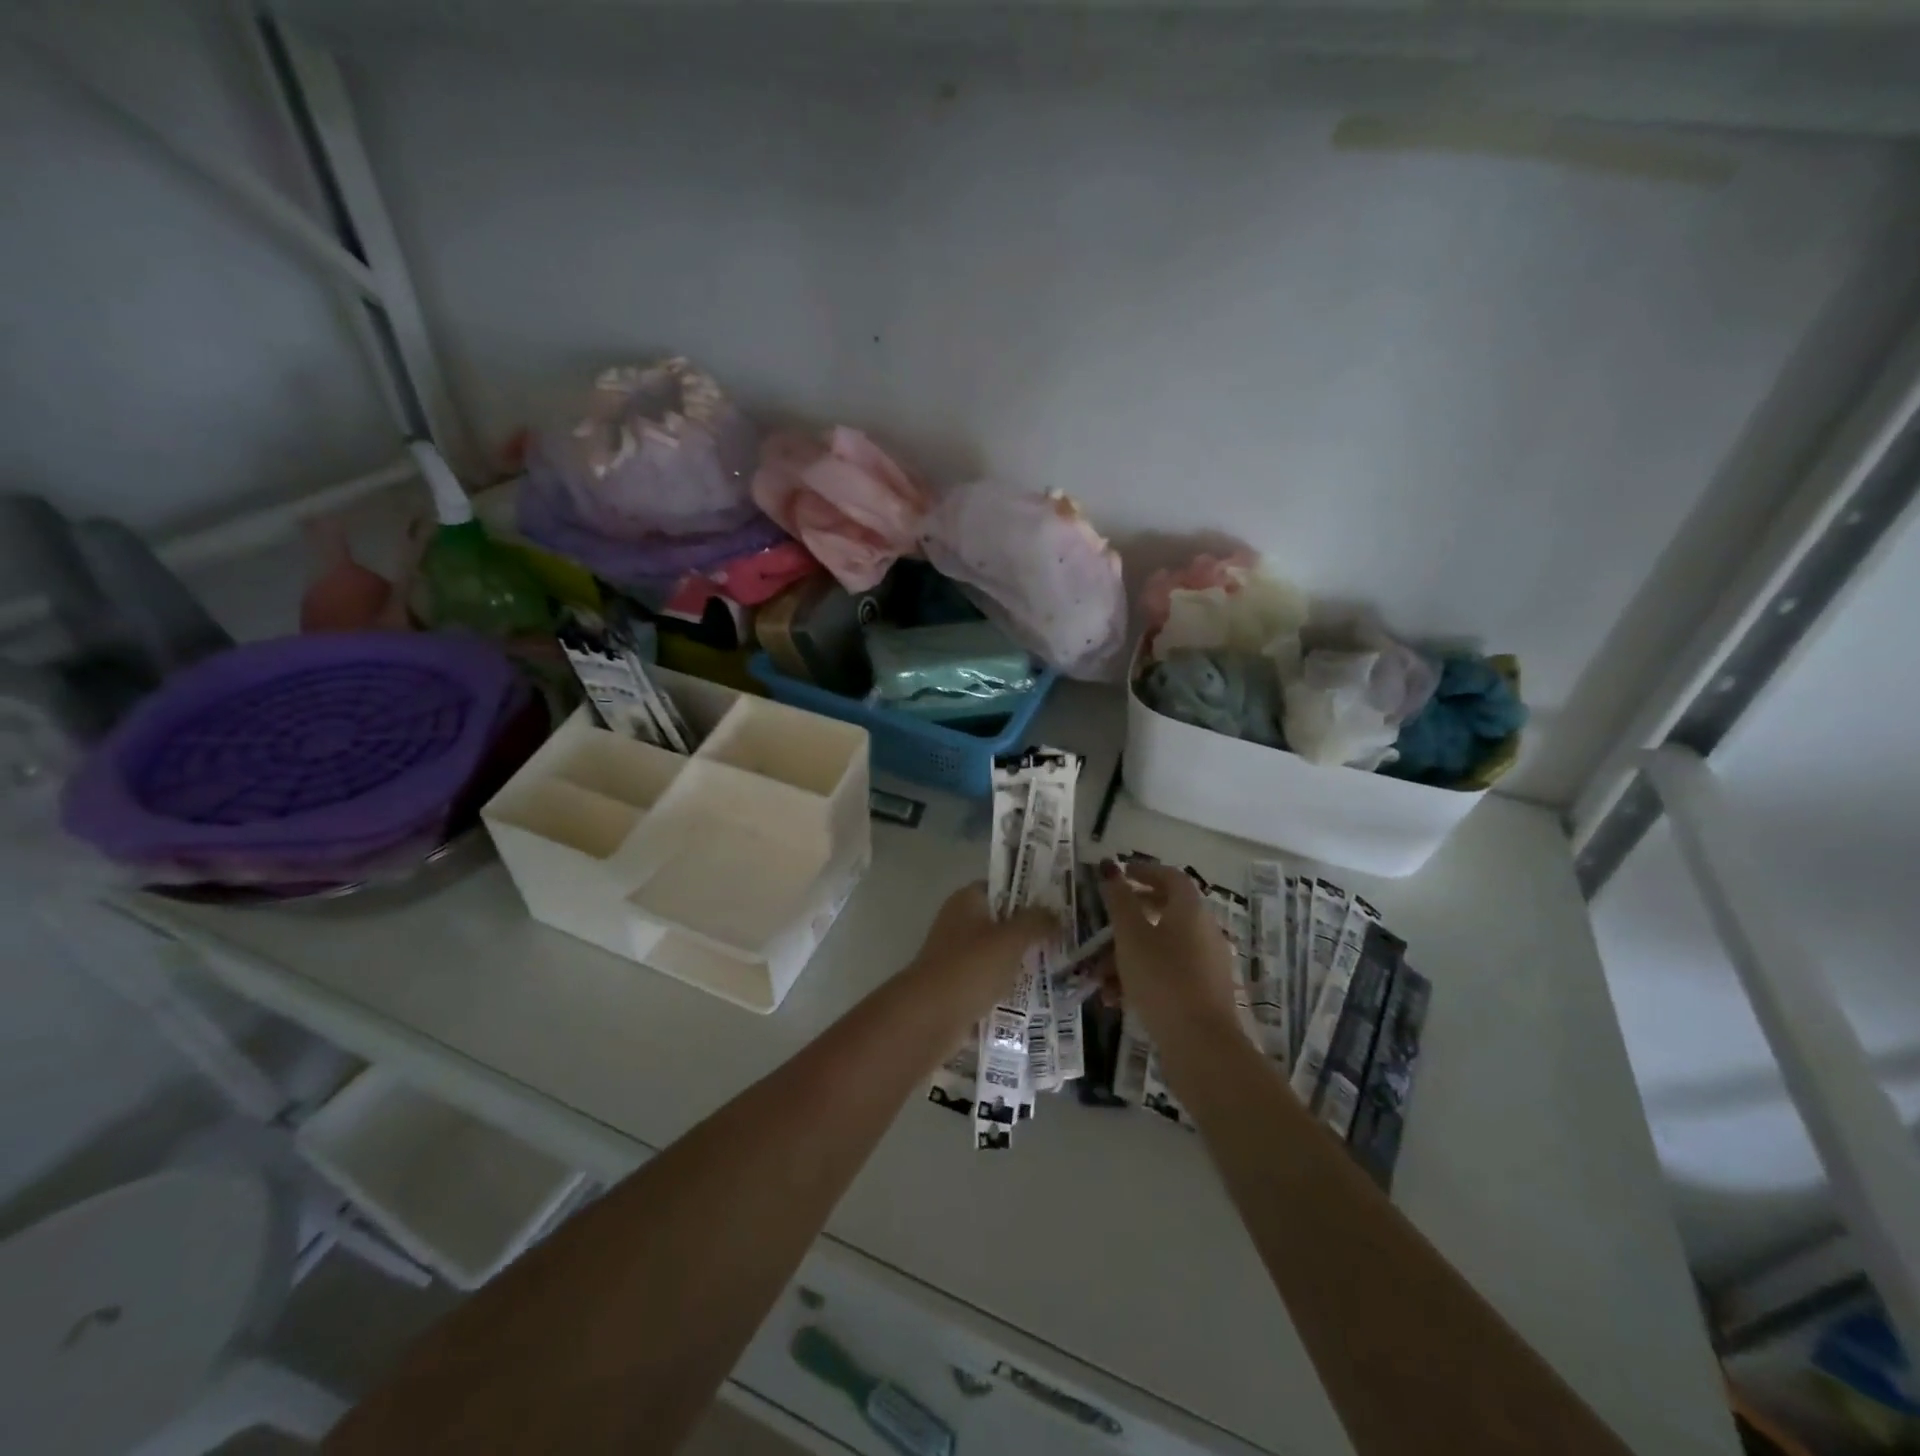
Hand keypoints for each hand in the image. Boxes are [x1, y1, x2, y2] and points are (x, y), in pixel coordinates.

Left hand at [908, 882, 1057, 1010]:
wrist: (929, 1017)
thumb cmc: (970, 967)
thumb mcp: (1010, 939)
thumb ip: (1035, 922)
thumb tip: (1056, 914)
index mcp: (967, 901)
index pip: (1002, 886)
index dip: (1029, 892)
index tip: (1059, 903)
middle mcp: (960, 923)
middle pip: (1002, 921)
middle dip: (1031, 930)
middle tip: (1066, 937)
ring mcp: (958, 956)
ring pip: (998, 953)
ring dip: (1022, 961)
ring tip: (1060, 966)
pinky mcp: (959, 986)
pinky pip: (991, 981)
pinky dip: (1010, 987)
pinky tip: (1038, 995)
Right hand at [1096, 860, 1239, 1037]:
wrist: (1201, 1044)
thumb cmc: (1162, 978)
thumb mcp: (1130, 935)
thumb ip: (1119, 900)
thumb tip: (1110, 867)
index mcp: (1191, 910)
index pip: (1170, 876)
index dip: (1144, 871)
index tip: (1120, 874)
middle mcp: (1205, 930)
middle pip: (1166, 911)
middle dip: (1131, 917)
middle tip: (1105, 922)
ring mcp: (1208, 963)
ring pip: (1163, 946)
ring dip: (1129, 954)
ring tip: (1100, 976)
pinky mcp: (1205, 992)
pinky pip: (1170, 972)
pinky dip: (1144, 977)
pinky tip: (1118, 999)